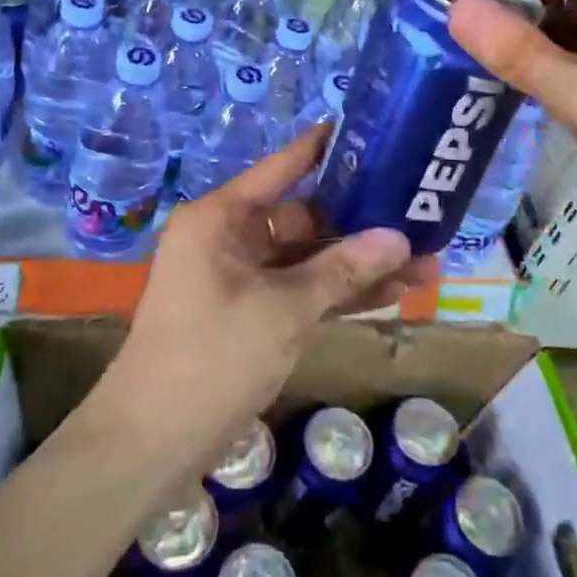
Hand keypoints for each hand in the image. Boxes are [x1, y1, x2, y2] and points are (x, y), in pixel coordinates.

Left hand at [104, 125, 424, 467]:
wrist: (151, 445)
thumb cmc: (212, 358)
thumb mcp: (284, 310)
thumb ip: (343, 270)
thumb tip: (400, 238)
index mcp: (221, 218)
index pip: (282, 168)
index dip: (325, 149)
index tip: (369, 131)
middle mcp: (229, 238)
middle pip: (304, 219)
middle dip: (361, 227)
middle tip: (419, 219)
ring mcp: (240, 279)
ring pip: (308, 260)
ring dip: (358, 267)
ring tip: (425, 266)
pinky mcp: (249, 315)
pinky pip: (300, 292)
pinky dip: (337, 295)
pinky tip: (391, 295)